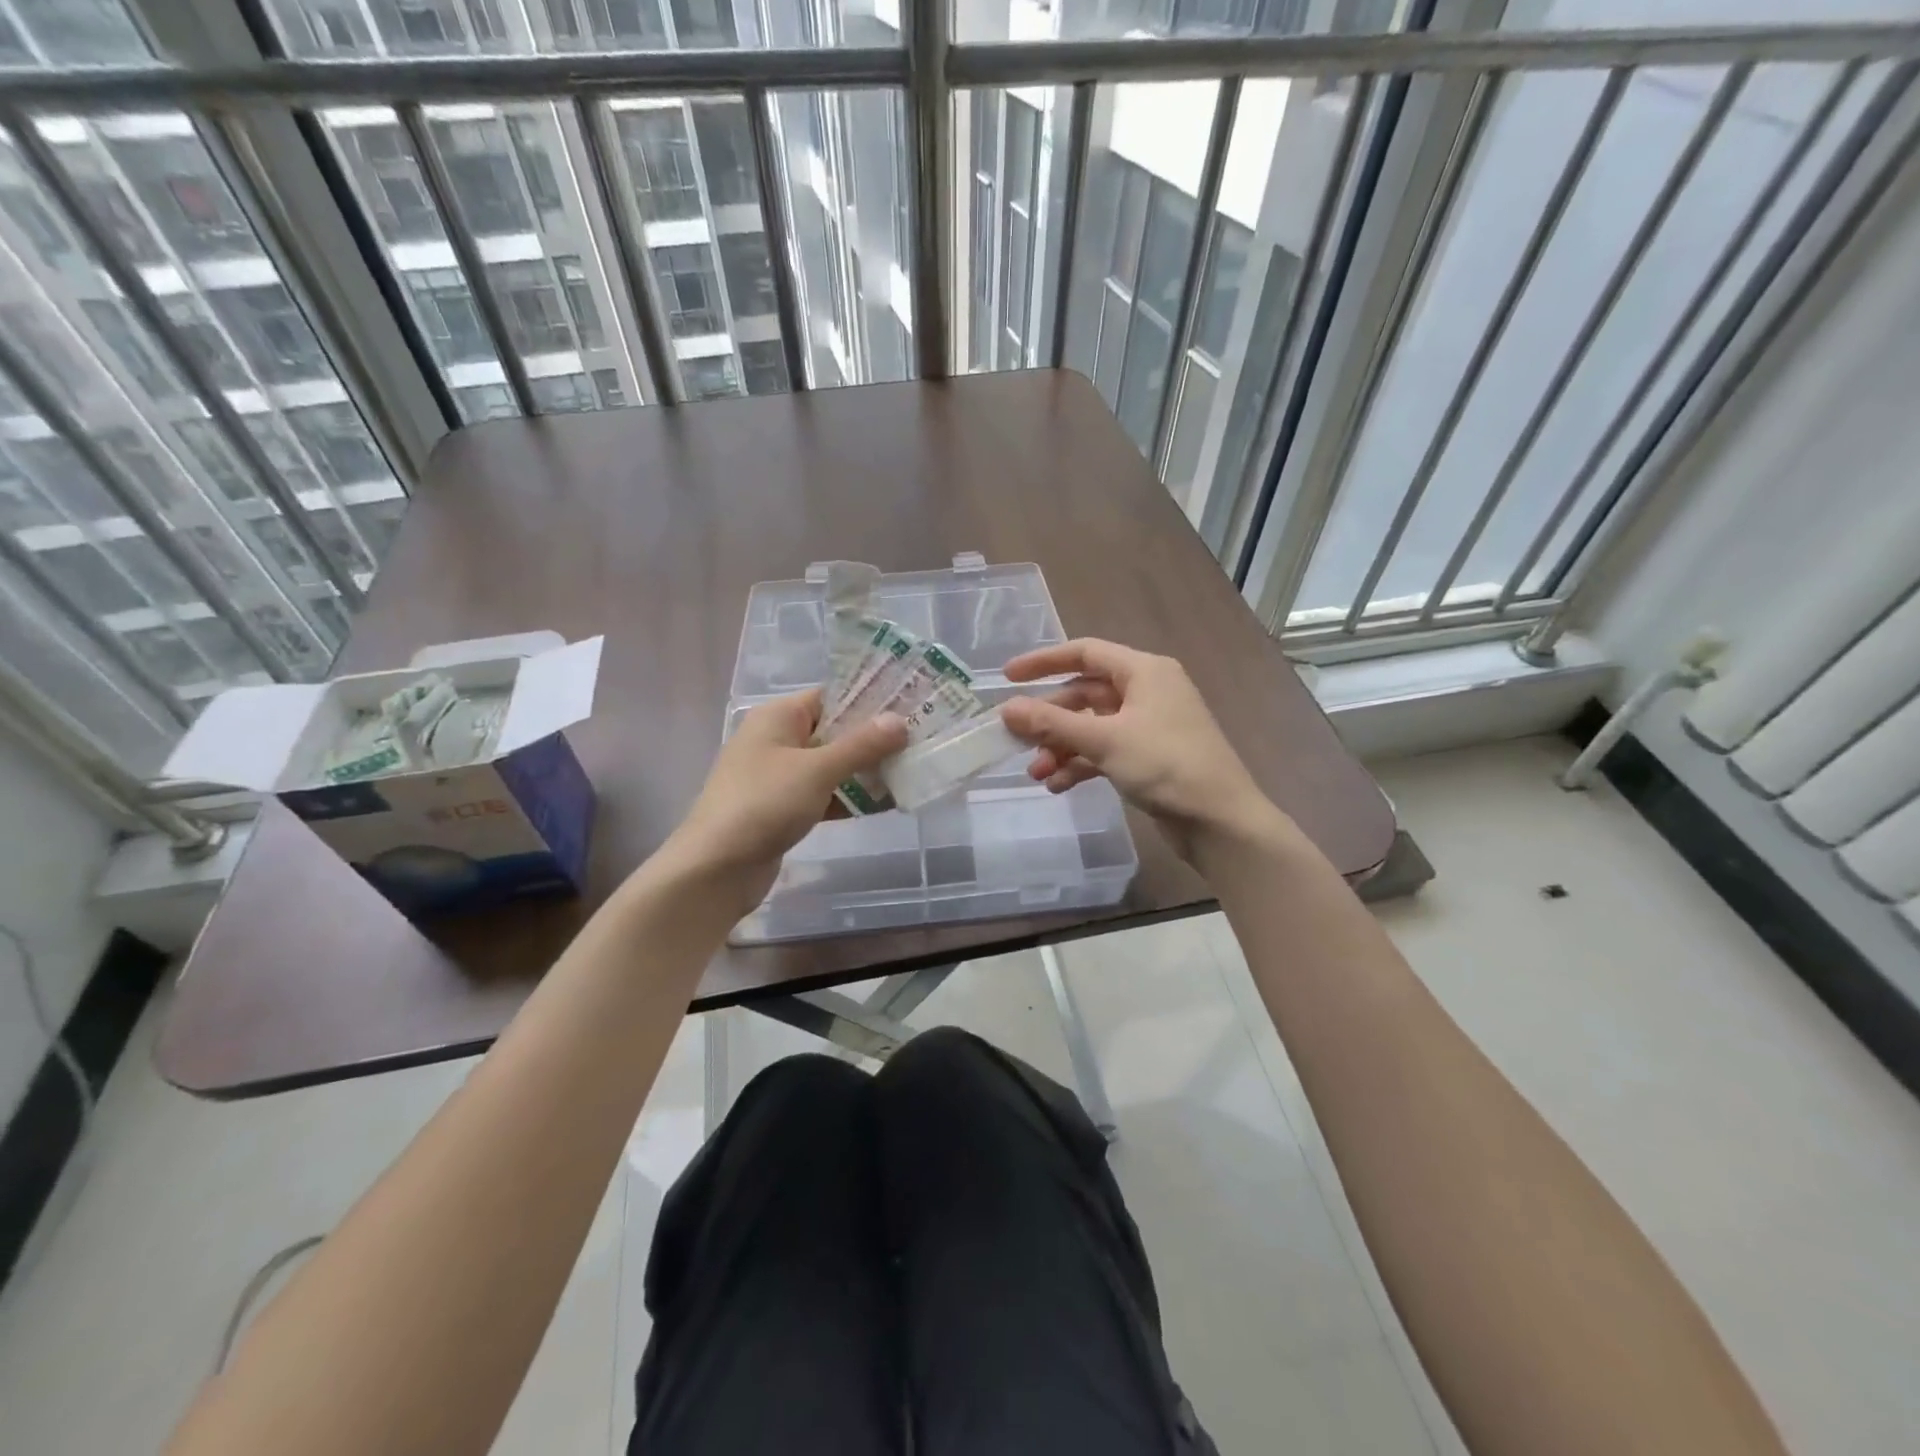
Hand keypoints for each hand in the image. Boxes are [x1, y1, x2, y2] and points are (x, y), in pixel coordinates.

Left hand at [669, 689, 906, 905]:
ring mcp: (779, 777)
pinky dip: (849, 798)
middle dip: (874, 739)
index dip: (869, 700)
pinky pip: (824, 794)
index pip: (831, 697)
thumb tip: (899, 721)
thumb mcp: (817, 770)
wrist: (715, 868)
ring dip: (865, 770)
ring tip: (911, 771)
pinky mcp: (783, 809)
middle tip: (919, 740)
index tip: (909, 706)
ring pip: (831, 765)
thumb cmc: (764, 804)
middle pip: (834, 731)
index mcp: (778, 717)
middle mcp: (777, 740)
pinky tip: (885, 804)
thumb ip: (861, 745)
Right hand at [1000, 638, 1283, 862]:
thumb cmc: (1166, 766)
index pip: (1085, 653)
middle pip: (1084, 694)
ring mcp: (1148, 726)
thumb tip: (1007, 709)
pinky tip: (1059, 785)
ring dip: (1061, 747)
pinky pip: (1104, 751)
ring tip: (1037, 773)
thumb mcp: (1105, 740)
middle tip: (1017, 740)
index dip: (1043, 662)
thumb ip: (1053, 723)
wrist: (1220, 821)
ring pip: (1092, 726)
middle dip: (1050, 720)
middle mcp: (1147, 691)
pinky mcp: (1148, 757)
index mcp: (1144, 671)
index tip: (1007, 677)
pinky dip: (1081, 764)